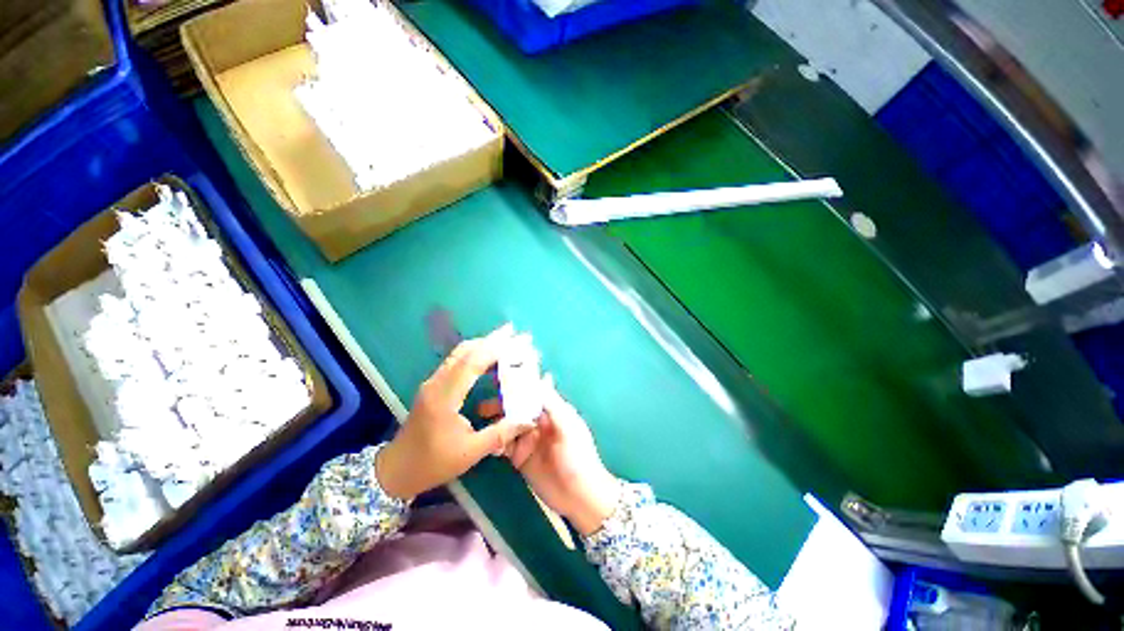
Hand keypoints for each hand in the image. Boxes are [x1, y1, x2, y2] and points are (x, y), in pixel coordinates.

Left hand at [376, 324, 534, 499]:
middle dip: (491, 340)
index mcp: (444, 398)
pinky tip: (489, 357)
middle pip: (464, 351)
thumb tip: (528, 420)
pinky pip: (456, 361)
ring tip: (506, 341)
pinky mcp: (433, 385)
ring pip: (459, 353)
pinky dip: (475, 354)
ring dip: (483, 345)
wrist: (396, 470)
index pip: (471, 363)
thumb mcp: (470, 453)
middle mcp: (436, 383)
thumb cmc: (432, 463)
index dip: (494, 348)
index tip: (514, 339)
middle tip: (513, 333)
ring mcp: (433, 382)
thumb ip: (501, 434)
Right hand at [479, 377, 620, 535]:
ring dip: (496, 423)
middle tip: (484, 406)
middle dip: (501, 405)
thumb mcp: (568, 426)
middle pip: (516, 408)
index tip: (500, 378)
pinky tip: (490, 443)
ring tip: (482, 424)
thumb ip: (553, 404)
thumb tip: (544, 376)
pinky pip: (504, 445)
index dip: (518, 386)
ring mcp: (527, 440)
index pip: (533, 393)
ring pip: (508, 425)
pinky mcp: (519, 457)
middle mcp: (538, 422)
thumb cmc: (577, 456)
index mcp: (552, 411)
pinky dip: (496, 442)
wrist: (578, 496)